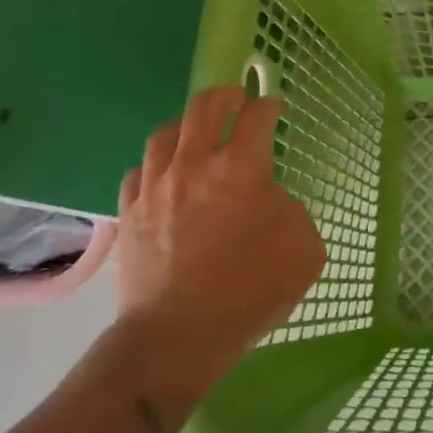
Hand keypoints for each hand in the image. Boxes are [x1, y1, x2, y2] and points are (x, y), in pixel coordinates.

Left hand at [114, 86, 325, 389]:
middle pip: (204, 107)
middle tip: (236, 100)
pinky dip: (155, 164)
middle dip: (225, 95)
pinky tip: (164, 174)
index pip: (257, 115)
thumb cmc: (249, 290)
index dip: (269, 105)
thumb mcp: (303, 249)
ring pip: (165, 131)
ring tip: (197, 131)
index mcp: (242, 168)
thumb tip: (271, 201)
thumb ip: (293, 212)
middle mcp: (195, 165)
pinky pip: (138, 170)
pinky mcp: (129, 213)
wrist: (176, 337)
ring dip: (186, 124)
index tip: (274, 107)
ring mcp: (156, 187)